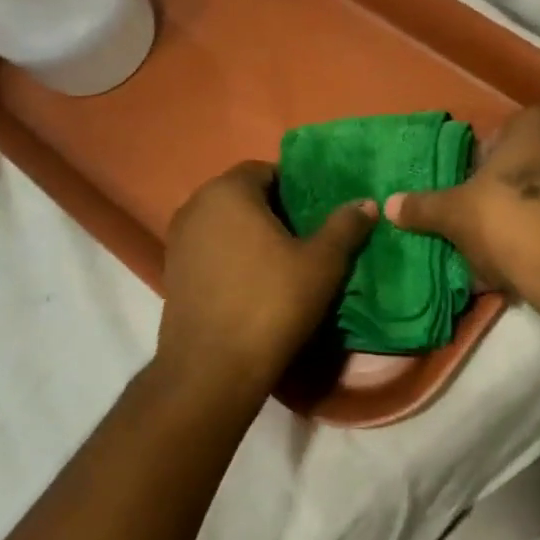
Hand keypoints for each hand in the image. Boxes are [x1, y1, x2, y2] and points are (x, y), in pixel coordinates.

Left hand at [153, 162, 375, 401]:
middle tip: (307, 237)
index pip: (266, 170)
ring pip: (225, 224)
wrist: (212, 369)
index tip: (317, 213)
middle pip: (243, 196)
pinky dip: (232, 257)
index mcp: (228, 191)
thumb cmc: (271, 303)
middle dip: (274, 211)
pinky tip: (254, 284)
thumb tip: (367, 202)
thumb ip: (345, 226)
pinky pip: (210, 250)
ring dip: (252, 235)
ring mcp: (178, 240)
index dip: (296, 187)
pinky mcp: (172, 272)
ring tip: (284, 262)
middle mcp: (195, 206)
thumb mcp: (321, 264)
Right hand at [385, 107, 539, 326]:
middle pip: (521, 165)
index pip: (493, 139)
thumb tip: (389, 204)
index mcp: (536, 120)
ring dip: (523, 214)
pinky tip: (528, 258)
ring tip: (501, 248)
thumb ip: (423, 206)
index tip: (464, 200)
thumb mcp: (456, 213)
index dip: (473, 171)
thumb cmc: (512, 220)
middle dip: (501, 192)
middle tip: (479, 223)